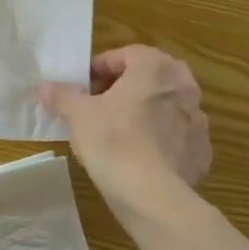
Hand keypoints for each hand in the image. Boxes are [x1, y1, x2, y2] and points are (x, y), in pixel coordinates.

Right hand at [42, 45, 211, 202]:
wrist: (152, 195)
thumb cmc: (113, 142)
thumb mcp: (78, 115)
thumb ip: (62, 95)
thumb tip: (47, 87)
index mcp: (155, 67)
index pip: (126, 54)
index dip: (99, 68)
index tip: (82, 86)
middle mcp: (183, 86)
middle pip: (149, 78)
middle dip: (124, 88)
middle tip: (98, 105)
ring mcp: (198, 119)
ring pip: (164, 106)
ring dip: (143, 112)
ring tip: (116, 133)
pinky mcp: (201, 150)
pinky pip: (175, 136)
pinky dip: (159, 140)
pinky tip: (138, 157)